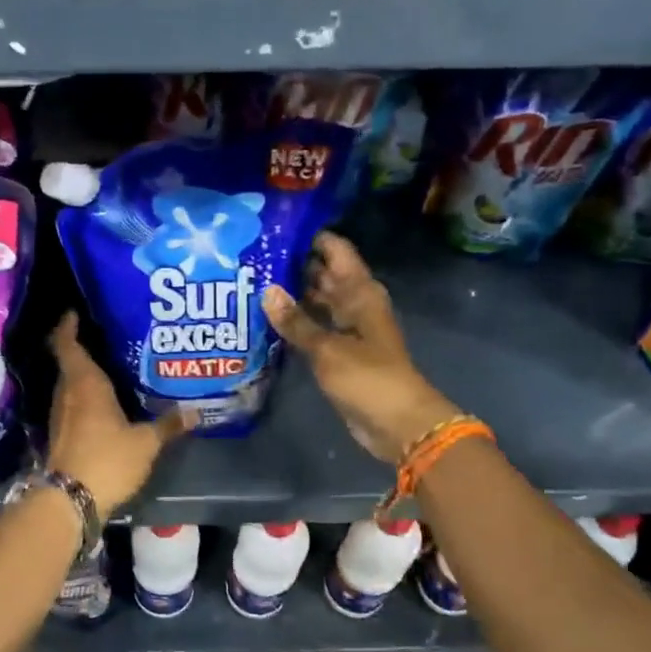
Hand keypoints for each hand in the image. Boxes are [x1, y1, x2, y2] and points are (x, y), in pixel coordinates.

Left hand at [45, 312, 186, 512]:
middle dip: (86, 349)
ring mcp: (60, 416)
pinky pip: (73, 407)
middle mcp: (67, 393)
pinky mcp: (61, 436)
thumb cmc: (107, 460)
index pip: (67, 343)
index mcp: (84, 383)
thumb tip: (194, 412)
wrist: (69, 500)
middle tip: (111, 339)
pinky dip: (86, 400)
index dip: (68, 325)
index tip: (76, 312)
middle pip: (71, 363)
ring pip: (71, 386)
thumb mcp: (145, 443)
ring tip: (114, 369)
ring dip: (86, 377)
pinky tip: (106, 406)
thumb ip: (167, 425)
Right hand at [262, 233, 459, 462]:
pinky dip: (297, 322)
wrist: (397, 423)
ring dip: (293, 294)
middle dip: (294, 265)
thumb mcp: (328, 348)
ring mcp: (348, 330)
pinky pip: (316, 328)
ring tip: (253, 282)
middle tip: (254, 256)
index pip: (336, 251)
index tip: (275, 228)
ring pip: (319, 301)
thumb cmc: (368, 378)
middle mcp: (355, 304)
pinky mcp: (340, 353)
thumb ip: (296, 321)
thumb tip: (267, 291)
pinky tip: (269, 319)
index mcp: (361, 293)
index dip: (310, 237)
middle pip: (325, 274)